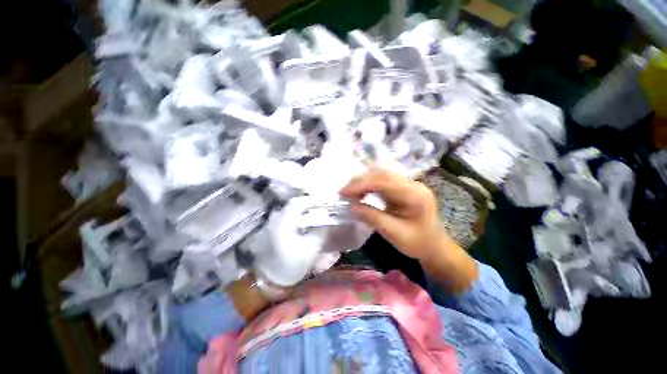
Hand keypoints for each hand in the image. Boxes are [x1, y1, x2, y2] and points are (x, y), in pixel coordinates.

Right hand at [339, 168, 477, 291]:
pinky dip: (369, 185)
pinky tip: (361, 192)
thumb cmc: (418, 243)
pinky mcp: (403, 188)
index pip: (384, 181)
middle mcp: (412, 184)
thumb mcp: (395, 234)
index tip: (343, 192)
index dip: (361, 184)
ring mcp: (409, 184)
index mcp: (415, 195)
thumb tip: (351, 207)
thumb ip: (373, 218)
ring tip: (350, 192)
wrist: (435, 247)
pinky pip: (383, 181)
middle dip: (360, 181)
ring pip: (381, 175)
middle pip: (382, 174)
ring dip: (363, 182)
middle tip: (343, 192)